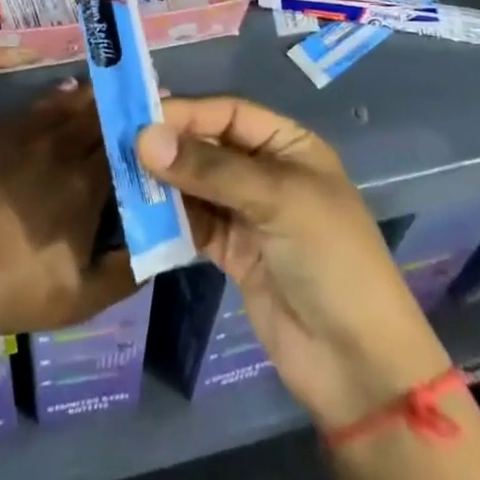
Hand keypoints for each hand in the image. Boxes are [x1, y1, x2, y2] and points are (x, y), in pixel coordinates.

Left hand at [0, 80, 135, 339]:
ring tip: (105, 86)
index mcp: (85, 184)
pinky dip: (53, 99)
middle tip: (137, 92)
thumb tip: (161, 246)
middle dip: (119, 104)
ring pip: (65, 105)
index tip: (162, 114)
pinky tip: (62, 94)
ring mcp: (22, 137)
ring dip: (89, 95)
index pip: (124, 144)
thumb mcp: (81, 300)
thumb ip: (126, 273)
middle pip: (96, 115)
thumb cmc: (16, 290)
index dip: (143, 128)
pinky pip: (31, 108)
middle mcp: (59, 149)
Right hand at [137, 97, 449, 430]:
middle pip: (208, 146)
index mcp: (288, 146)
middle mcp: (266, 172)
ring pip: (196, 185)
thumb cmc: (330, 260)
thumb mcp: (276, 201)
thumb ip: (210, 168)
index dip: (187, 113)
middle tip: (120, 147)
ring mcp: (249, 214)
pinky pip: (194, 224)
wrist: (358, 366)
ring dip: (164, 183)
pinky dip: (169, 220)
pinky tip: (141, 215)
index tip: (139, 119)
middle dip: (170, 146)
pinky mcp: (233, 254)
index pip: (229, 114)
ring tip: (123, 178)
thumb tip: (144, 137)